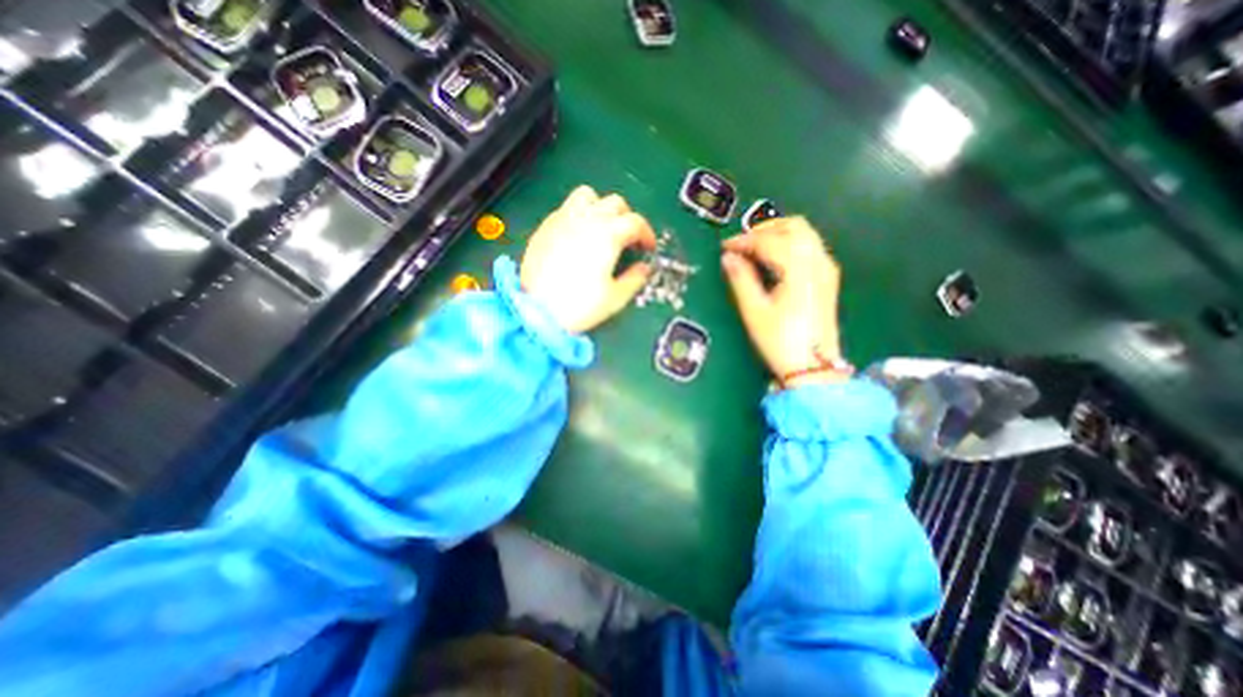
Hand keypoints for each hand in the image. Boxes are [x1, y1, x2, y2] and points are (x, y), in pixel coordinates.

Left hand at [520, 185, 658, 334]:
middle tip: (628, 239)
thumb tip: (644, 269)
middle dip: (627, 218)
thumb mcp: (615, 298)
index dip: (647, 234)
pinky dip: (579, 215)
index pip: (636, 222)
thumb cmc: (579, 305)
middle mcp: (587, 219)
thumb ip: (635, 279)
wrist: (537, 311)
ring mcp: (563, 219)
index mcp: (608, 235)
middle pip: (615, 203)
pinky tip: (577, 237)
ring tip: (601, 228)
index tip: (648, 248)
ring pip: (587, 196)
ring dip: (600, 207)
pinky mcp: (545, 227)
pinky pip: (566, 208)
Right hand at [714, 216, 851, 386]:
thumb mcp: (755, 311)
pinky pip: (808, 247)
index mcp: (799, 268)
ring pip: (804, 234)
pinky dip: (789, 245)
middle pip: (794, 226)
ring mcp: (826, 269)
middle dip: (764, 229)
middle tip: (742, 244)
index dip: (744, 241)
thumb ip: (741, 279)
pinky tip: (773, 260)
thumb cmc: (781, 340)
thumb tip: (728, 258)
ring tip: (754, 249)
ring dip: (778, 234)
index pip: (768, 241)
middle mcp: (817, 261)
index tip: (725, 247)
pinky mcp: (827, 278)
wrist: (814, 366)